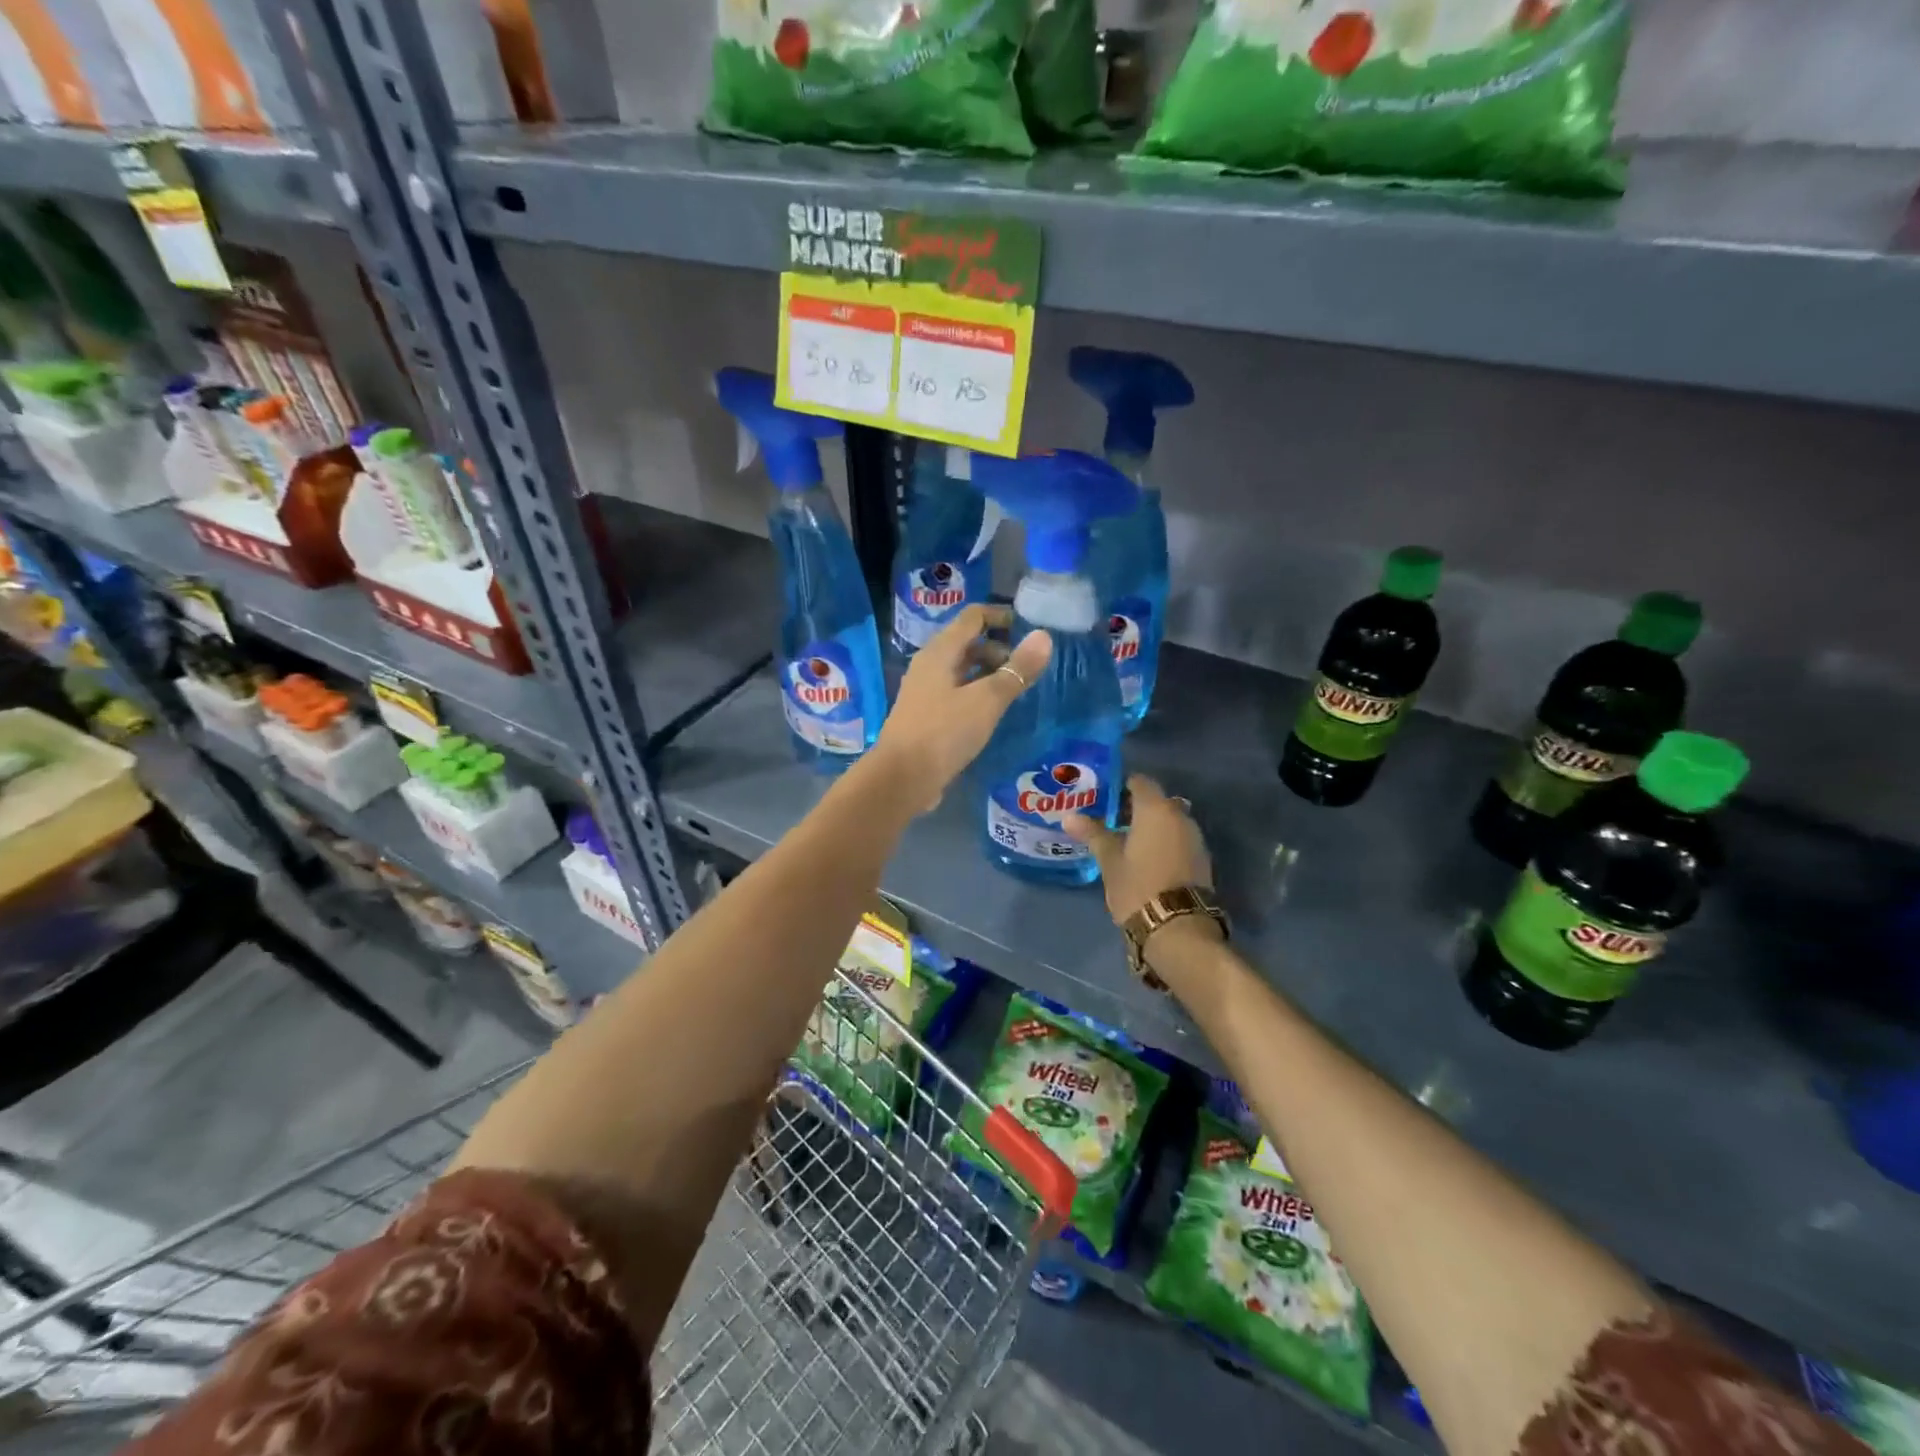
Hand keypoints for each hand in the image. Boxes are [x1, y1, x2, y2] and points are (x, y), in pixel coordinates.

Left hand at [873, 604, 1051, 813]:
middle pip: (967, 643)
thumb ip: (1016, 670)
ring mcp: (925, 691)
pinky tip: (993, 712)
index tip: (1029, 628)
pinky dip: (977, 693)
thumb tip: (1044, 637)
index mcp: (940, 652)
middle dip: (998, 648)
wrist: (901, 778)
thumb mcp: (987, 700)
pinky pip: (956, 693)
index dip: (1000, 616)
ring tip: (1016, 690)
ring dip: (988, 673)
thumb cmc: (944, 732)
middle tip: (1027, 667)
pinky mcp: (926, 716)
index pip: (972, 617)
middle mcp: (929, 665)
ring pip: (962, 670)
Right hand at [1063, 775, 1214, 927]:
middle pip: (1157, 801)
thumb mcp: (1110, 861)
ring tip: (1127, 842)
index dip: (1121, 786)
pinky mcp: (1202, 860)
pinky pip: (1179, 840)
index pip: (1140, 782)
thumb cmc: (1137, 887)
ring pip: (1170, 821)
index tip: (1104, 798)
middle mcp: (1180, 816)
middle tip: (1111, 821)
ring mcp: (1195, 838)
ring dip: (1152, 827)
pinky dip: (1164, 842)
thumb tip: (1069, 817)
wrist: (1178, 928)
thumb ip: (1093, 834)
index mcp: (1156, 809)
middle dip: (1136, 808)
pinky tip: (1146, 859)